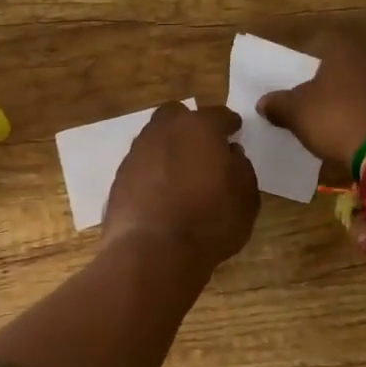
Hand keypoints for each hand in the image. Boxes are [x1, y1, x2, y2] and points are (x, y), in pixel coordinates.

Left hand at [103, 104, 259, 270]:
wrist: (152, 251)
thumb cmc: (209, 222)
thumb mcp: (246, 198)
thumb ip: (241, 167)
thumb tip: (230, 154)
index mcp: (199, 127)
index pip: (219, 115)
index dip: (230, 124)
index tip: (235, 132)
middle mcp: (164, 130)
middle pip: (177, 116)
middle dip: (191, 126)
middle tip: (204, 147)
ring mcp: (137, 151)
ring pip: (155, 137)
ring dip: (169, 147)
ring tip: (182, 171)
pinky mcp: (119, 175)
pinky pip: (141, 163)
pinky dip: (152, 170)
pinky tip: (161, 190)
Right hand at [257, 27, 365, 173]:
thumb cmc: (338, 118)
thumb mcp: (297, 114)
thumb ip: (279, 104)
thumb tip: (264, 103)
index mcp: (346, 42)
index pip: (321, 40)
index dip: (308, 57)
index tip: (299, 75)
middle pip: (358, 50)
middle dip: (345, 64)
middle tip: (330, 85)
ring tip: (354, 103)